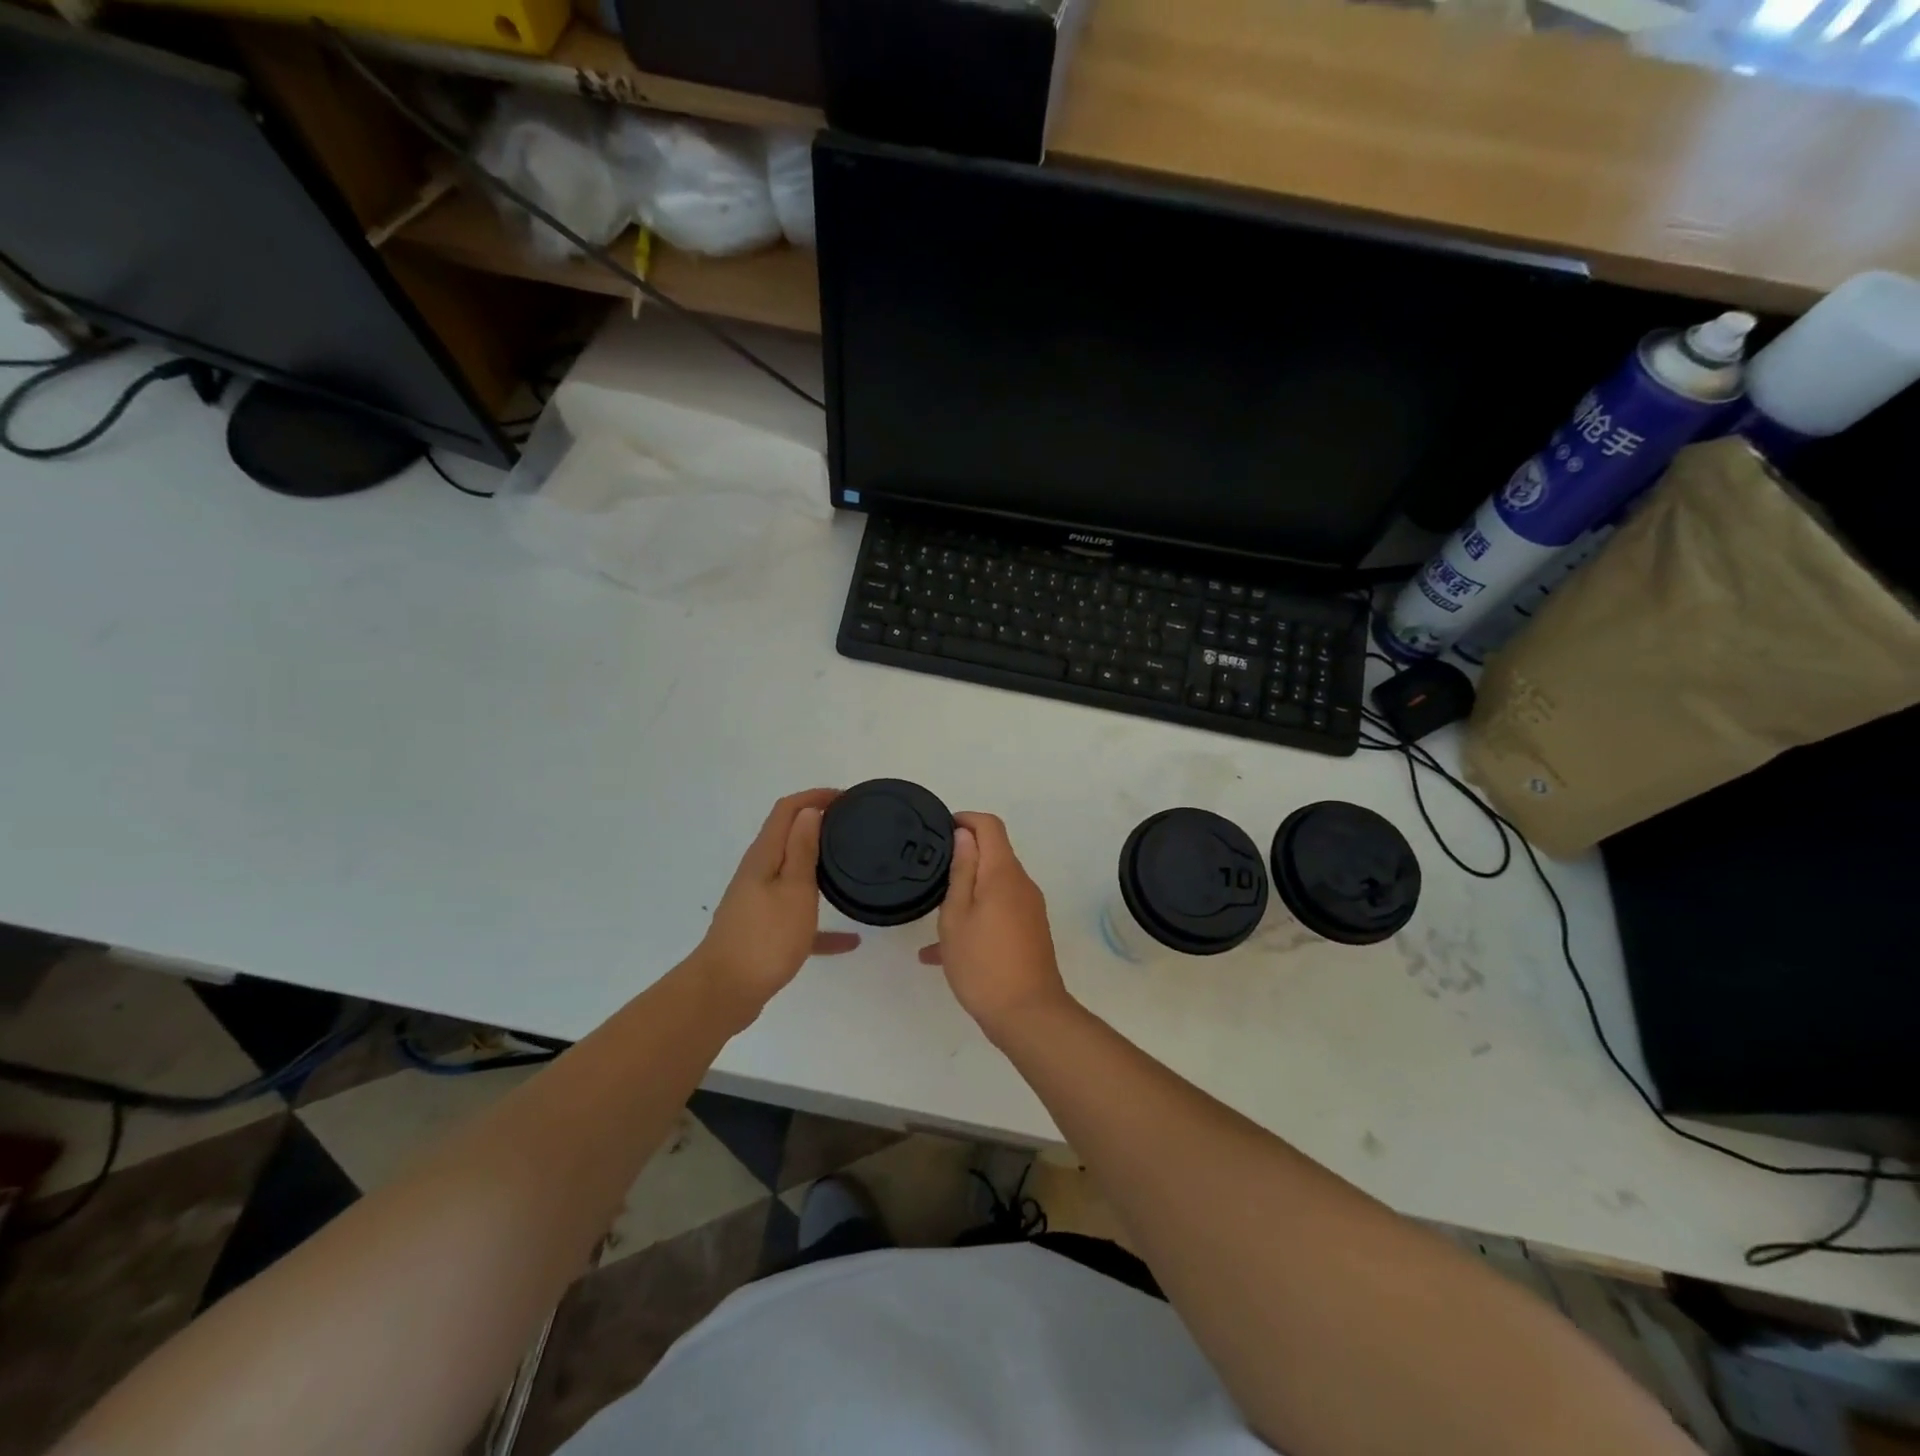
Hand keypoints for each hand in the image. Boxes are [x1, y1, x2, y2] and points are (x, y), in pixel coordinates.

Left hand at [696, 789, 859, 1027]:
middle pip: (787, 838)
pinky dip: (820, 922)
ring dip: (817, 865)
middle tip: (851, 827)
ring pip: (791, 874)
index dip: (814, 797)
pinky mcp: (762, 931)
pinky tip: (849, 942)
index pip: (786, 810)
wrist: (724, 993)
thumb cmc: (766, 937)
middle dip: (817, 825)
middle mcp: (757, 873)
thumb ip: (802, 850)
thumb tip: (808, 810)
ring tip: (849, 868)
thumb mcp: (794, 889)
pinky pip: (796, 917)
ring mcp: (757, 903)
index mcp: (764, 857)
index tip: (845, 797)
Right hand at [919, 813, 1073, 1037]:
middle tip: (931, 875)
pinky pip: (999, 911)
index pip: (990, 826)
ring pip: (993, 886)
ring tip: (932, 916)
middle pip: (993, 854)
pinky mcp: (1030, 931)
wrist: (1028, 1015)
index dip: (965, 820)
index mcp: (1003, 873)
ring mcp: (1029, 909)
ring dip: (966, 892)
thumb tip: (965, 835)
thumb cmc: (983, 963)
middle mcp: (1022, 884)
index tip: (940, 830)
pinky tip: (941, 952)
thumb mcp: (957, 916)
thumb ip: (961, 872)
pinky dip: (975, 918)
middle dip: (963, 857)